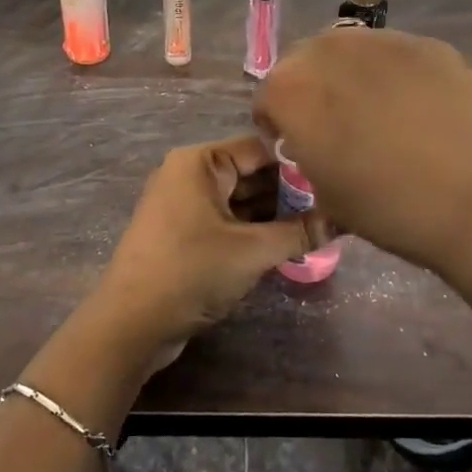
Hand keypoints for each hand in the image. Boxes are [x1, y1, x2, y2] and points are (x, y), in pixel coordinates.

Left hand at [83, 135, 327, 374]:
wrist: (129, 324)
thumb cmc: (190, 272)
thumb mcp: (252, 251)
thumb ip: (299, 233)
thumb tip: (342, 221)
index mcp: (200, 161)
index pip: (260, 147)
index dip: (300, 163)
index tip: (337, 178)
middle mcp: (190, 173)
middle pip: (251, 172)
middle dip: (290, 192)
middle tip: (334, 206)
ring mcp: (184, 204)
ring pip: (241, 199)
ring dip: (275, 214)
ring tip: (320, 225)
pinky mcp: (184, 233)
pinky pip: (228, 220)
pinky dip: (255, 229)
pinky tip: (289, 242)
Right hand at [253, 28, 471, 287]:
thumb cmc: (391, 208)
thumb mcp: (327, 195)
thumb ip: (308, 153)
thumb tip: (319, 140)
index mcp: (293, 90)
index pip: (268, 96)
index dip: (280, 125)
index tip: (301, 148)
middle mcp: (330, 50)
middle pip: (305, 62)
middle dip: (313, 90)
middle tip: (339, 127)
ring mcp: (383, 40)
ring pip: (350, 51)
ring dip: (352, 77)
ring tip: (381, 114)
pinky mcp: (428, 43)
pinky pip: (394, 55)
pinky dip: (395, 75)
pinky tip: (421, 110)